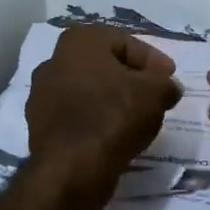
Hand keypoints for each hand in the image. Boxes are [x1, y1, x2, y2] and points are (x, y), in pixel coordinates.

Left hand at [27, 26, 181, 195]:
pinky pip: (77, 115)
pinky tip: (115, 135)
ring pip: (90, 91)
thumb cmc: (113, 116)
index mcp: (79, 41)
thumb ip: (165, 83)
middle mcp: (54, 60)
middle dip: (132, 79)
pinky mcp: (40, 125)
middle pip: (105, 65)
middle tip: (155, 96)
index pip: (126, 42)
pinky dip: (97, 120)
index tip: (169, 78)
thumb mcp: (155, 93)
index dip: (152, 60)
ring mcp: (42, 94)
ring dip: (113, 100)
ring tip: (138, 118)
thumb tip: (168, 87)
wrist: (70, 169)